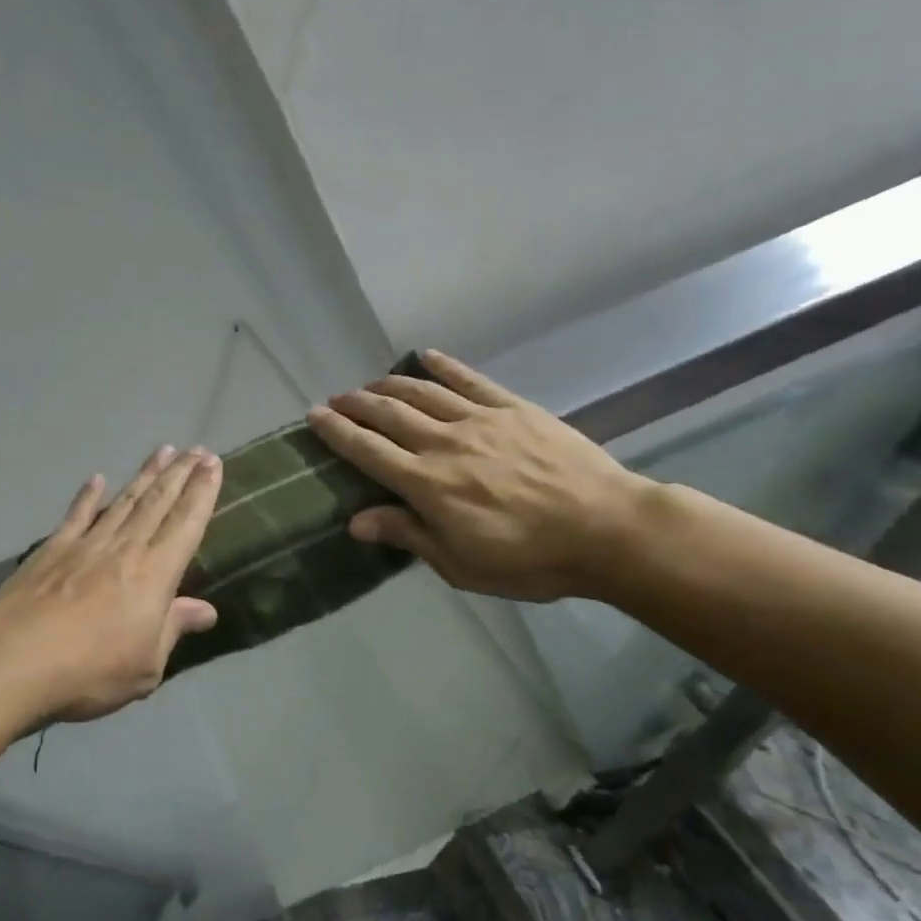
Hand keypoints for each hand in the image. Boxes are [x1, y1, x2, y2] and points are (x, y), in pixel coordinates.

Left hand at [0, 445, 222, 721]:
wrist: (13, 660)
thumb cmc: (89, 671)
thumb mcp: (146, 665)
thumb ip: (173, 628)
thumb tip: (206, 609)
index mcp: (154, 573)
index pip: (185, 523)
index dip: (202, 492)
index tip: (212, 464)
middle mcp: (124, 548)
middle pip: (157, 502)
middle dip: (180, 474)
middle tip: (197, 449)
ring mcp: (86, 544)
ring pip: (123, 501)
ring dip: (145, 475)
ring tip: (162, 452)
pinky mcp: (52, 549)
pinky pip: (76, 514)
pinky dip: (88, 495)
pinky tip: (97, 478)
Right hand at [305, 350, 650, 602]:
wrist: (606, 529)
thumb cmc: (530, 559)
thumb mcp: (461, 564)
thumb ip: (408, 535)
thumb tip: (356, 521)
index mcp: (427, 484)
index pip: (368, 450)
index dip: (337, 431)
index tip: (315, 416)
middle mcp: (443, 443)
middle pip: (388, 414)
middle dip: (356, 404)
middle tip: (336, 399)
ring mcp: (479, 420)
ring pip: (422, 392)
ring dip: (389, 384)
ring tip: (370, 384)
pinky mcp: (512, 408)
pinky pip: (469, 380)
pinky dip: (444, 366)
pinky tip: (426, 356)